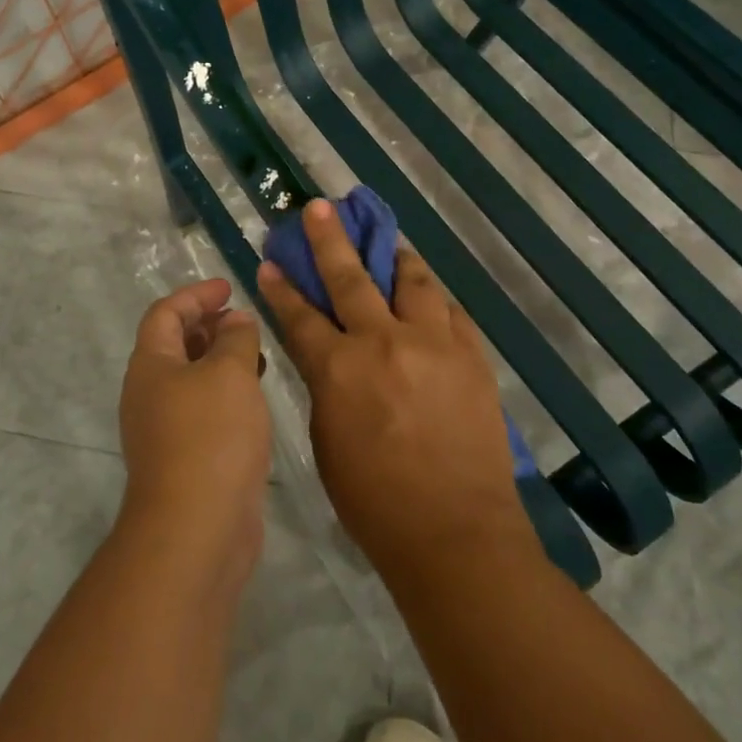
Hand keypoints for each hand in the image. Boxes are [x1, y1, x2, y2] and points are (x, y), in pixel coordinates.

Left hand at [117, 278, 270, 579]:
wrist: (197, 528)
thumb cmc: (211, 435)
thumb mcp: (230, 373)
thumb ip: (236, 338)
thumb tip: (235, 321)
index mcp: (150, 364)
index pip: (165, 313)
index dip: (196, 295)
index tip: (229, 288)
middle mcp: (149, 393)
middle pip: (174, 345)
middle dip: (208, 326)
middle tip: (244, 321)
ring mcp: (164, 429)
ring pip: (191, 379)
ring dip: (220, 361)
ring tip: (257, 355)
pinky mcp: (185, 458)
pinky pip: (203, 410)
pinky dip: (226, 394)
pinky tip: (254, 400)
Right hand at [256, 200, 531, 576]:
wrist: (456, 533)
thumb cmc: (375, 502)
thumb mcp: (327, 443)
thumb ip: (326, 388)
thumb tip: (328, 358)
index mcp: (339, 369)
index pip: (300, 315)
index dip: (282, 287)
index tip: (270, 261)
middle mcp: (384, 342)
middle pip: (352, 278)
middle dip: (330, 240)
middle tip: (320, 207)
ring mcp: (434, 344)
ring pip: (413, 282)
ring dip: (395, 258)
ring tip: (388, 243)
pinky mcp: (471, 355)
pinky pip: (451, 311)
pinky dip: (434, 298)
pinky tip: (428, 294)